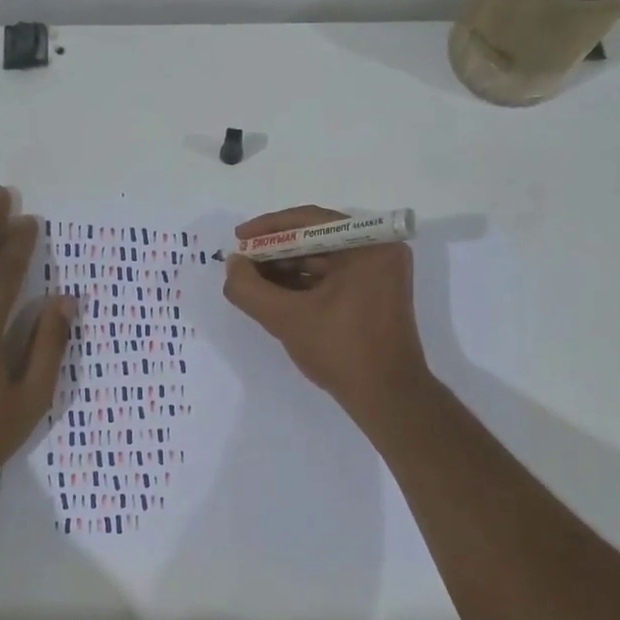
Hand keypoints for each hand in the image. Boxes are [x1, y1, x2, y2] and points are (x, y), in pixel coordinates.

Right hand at [222, 205, 430, 415]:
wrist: (387, 398)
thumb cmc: (342, 351)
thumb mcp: (287, 318)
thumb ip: (250, 288)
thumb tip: (232, 265)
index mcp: (370, 245)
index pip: (310, 221)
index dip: (269, 229)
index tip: (238, 239)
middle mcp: (380, 251)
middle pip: (316, 239)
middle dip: (275, 252)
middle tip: (241, 264)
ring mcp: (380, 274)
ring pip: (323, 260)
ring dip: (286, 269)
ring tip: (251, 281)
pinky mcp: (375, 295)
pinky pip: (333, 278)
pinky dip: (304, 285)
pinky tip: (274, 295)